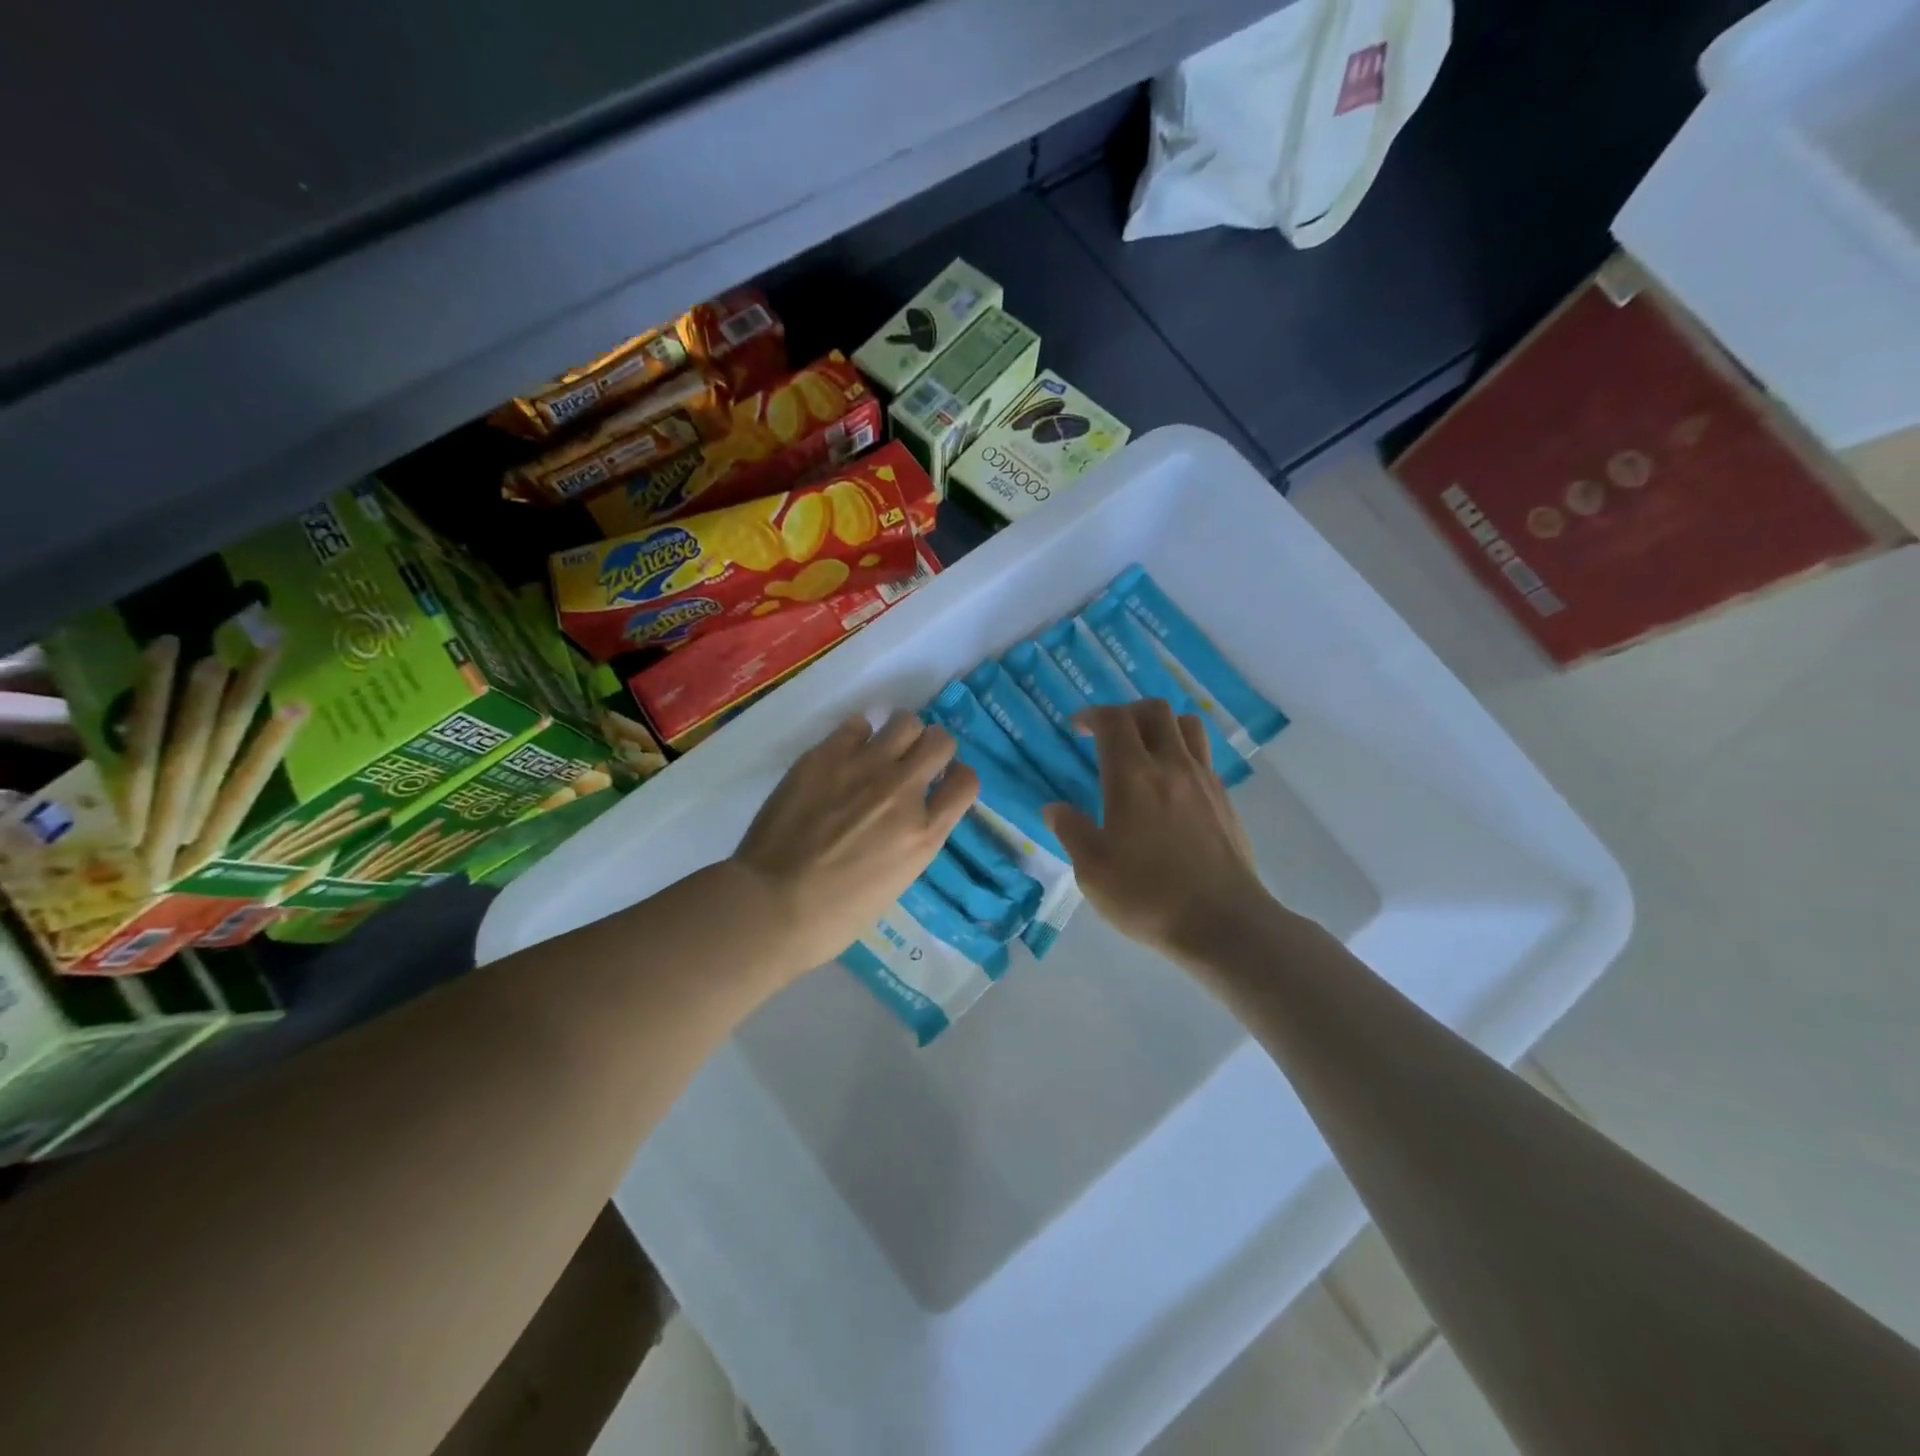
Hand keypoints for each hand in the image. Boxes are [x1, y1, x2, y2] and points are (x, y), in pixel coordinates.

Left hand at [732, 712, 979, 973]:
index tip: (941, 784)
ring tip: (880, 751)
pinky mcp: (826, 755)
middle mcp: (903, 790)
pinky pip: (857, 724)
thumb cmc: (834, 916)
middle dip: (932, 749)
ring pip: (905, 721)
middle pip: (940, 741)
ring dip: (899, 735)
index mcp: (925, 833)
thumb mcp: (895, 881)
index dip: (956, 779)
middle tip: (912, 763)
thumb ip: (909, 839)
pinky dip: (857, 736)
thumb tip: (905, 814)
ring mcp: (865, 767)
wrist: (772, 904)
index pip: (966, 782)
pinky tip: (843, 755)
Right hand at [1044, 700, 1271, 966]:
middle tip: (1110, 735)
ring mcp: (1204, 781)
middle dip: (1127, 712)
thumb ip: (1071, 831)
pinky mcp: (1225, 801)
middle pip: (1155, 710)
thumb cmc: (1148, 896)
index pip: (1114, 720)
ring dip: (1162, 726)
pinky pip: (1204, 757)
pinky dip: (1184, 753)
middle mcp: (1172, 766)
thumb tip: (1054, 808)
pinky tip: (1171, 786)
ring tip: (1145, 750)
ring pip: (1188, 725)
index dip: (1092, 715)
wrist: (1222, 923)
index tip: (1077, 728)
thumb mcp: (1092, 870)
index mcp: (1132, 777)